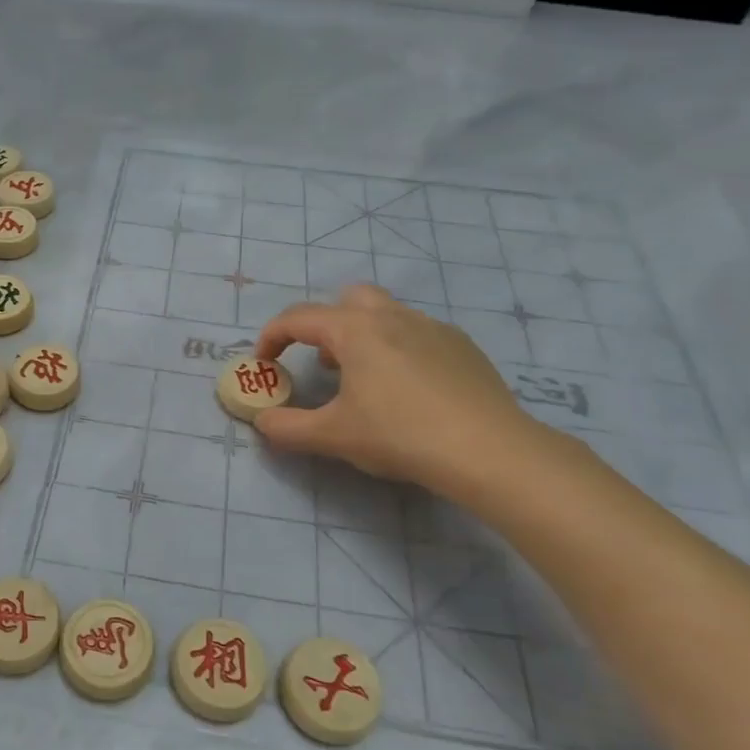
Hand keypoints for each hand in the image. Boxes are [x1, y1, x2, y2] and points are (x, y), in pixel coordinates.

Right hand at [254, 285, 533, 497]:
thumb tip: (262, 421)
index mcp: (355, 330)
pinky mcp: (462, 347)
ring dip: (364, 336)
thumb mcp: (332, 436)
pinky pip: (419, 334)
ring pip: (386, 314)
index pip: (298, 318)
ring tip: (364, 379)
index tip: (264, 363)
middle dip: (326, 324)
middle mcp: (392, 316)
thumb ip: (287, 427)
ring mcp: (433, 327)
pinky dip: (400, 350)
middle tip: (322, 363)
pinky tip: (410, 391)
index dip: (272, 337)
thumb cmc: (399, 435)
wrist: (487, 450)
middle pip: (347, 299)